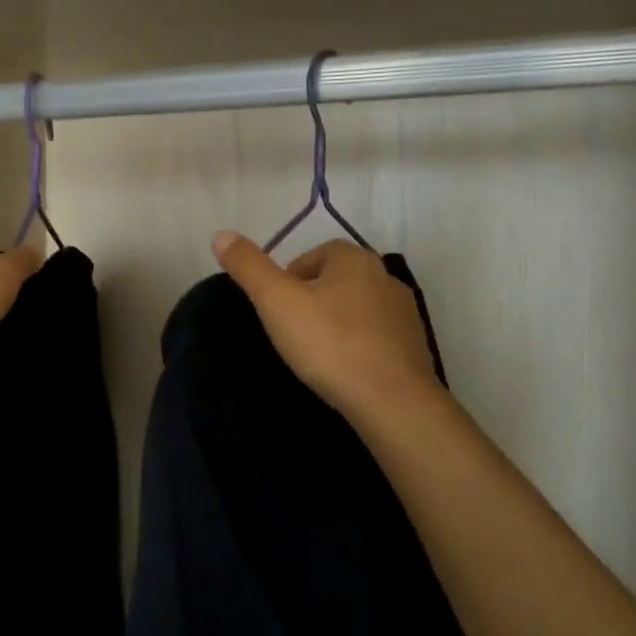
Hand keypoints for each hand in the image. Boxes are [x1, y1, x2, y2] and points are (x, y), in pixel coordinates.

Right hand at [213, 232, 437, 420]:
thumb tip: (221, 235)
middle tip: (292, 332)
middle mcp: (385, 277)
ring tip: (318, 353)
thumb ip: (248, 266)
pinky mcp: (414, 347)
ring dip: (338, 323)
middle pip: (336, 280)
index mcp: (354, 259)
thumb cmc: (329, 344)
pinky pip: (376, 337)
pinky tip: (345, 370)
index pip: (313, 255)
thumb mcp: (276, 301)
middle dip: (313, 300)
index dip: (289, 279)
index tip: (277, 310)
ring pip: (358, 309)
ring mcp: (404, 313)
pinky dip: (359, 346)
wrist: (391, 401)